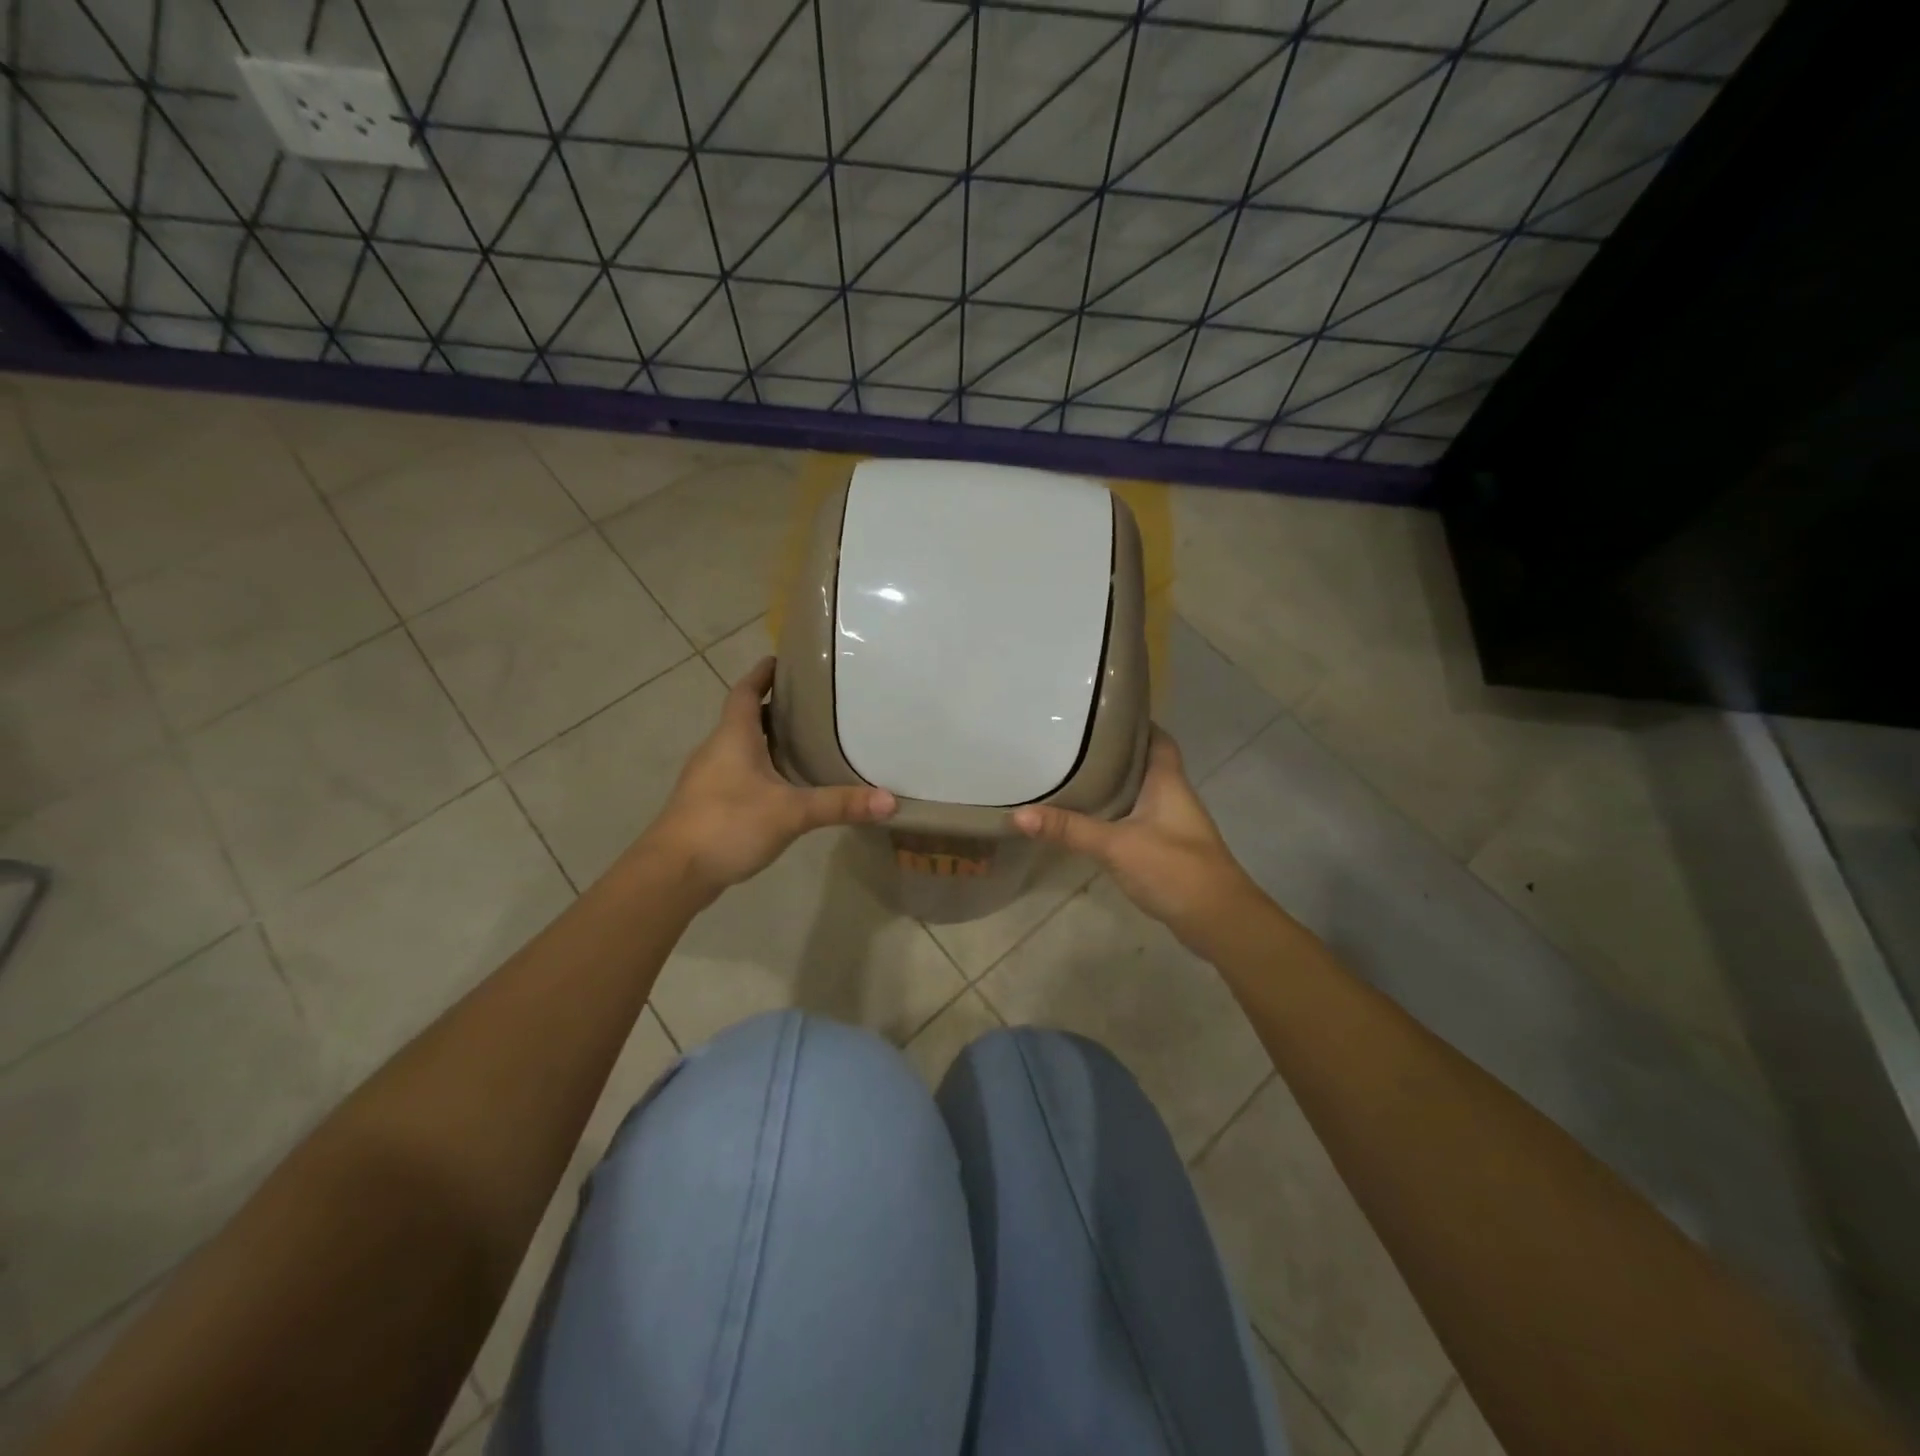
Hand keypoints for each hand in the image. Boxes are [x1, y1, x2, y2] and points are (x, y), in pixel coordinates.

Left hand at [644, 658, 895, 899]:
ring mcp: (707, 778)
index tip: (782, 660)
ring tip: (804, 743)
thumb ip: (839, 804)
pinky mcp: (706, 804)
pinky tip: (781, 787)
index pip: (746, 691)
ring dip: (766, 740)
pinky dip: (759, 769)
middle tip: (811, 705)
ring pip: (740, 748)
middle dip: (773, 709)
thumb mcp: (791, 813)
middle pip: (744, 718)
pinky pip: (736, 773)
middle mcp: (717, 750)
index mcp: (733, 737)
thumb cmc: (728, 824)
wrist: (673, 873)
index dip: (762, 674)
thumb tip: (890, 801)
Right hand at [1010, 728, 1261, 947]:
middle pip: (1144, 764)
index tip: (1101, 714)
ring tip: (1074, 775)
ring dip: (1114, 786)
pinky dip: (1116, 815)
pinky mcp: (1167, 849)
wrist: (1218, 920)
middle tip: (1074, 744)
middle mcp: (1173, 796)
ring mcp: (1172, 824)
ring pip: (1139, 793)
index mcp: (1168, 781)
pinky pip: (1137, 820)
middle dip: (1114, 754)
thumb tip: (1019, 814)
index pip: (1156, 738)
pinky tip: (1092, 821)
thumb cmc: (1174, 868)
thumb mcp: (1116, 845)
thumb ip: (1070, 829)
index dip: (1135, 723)